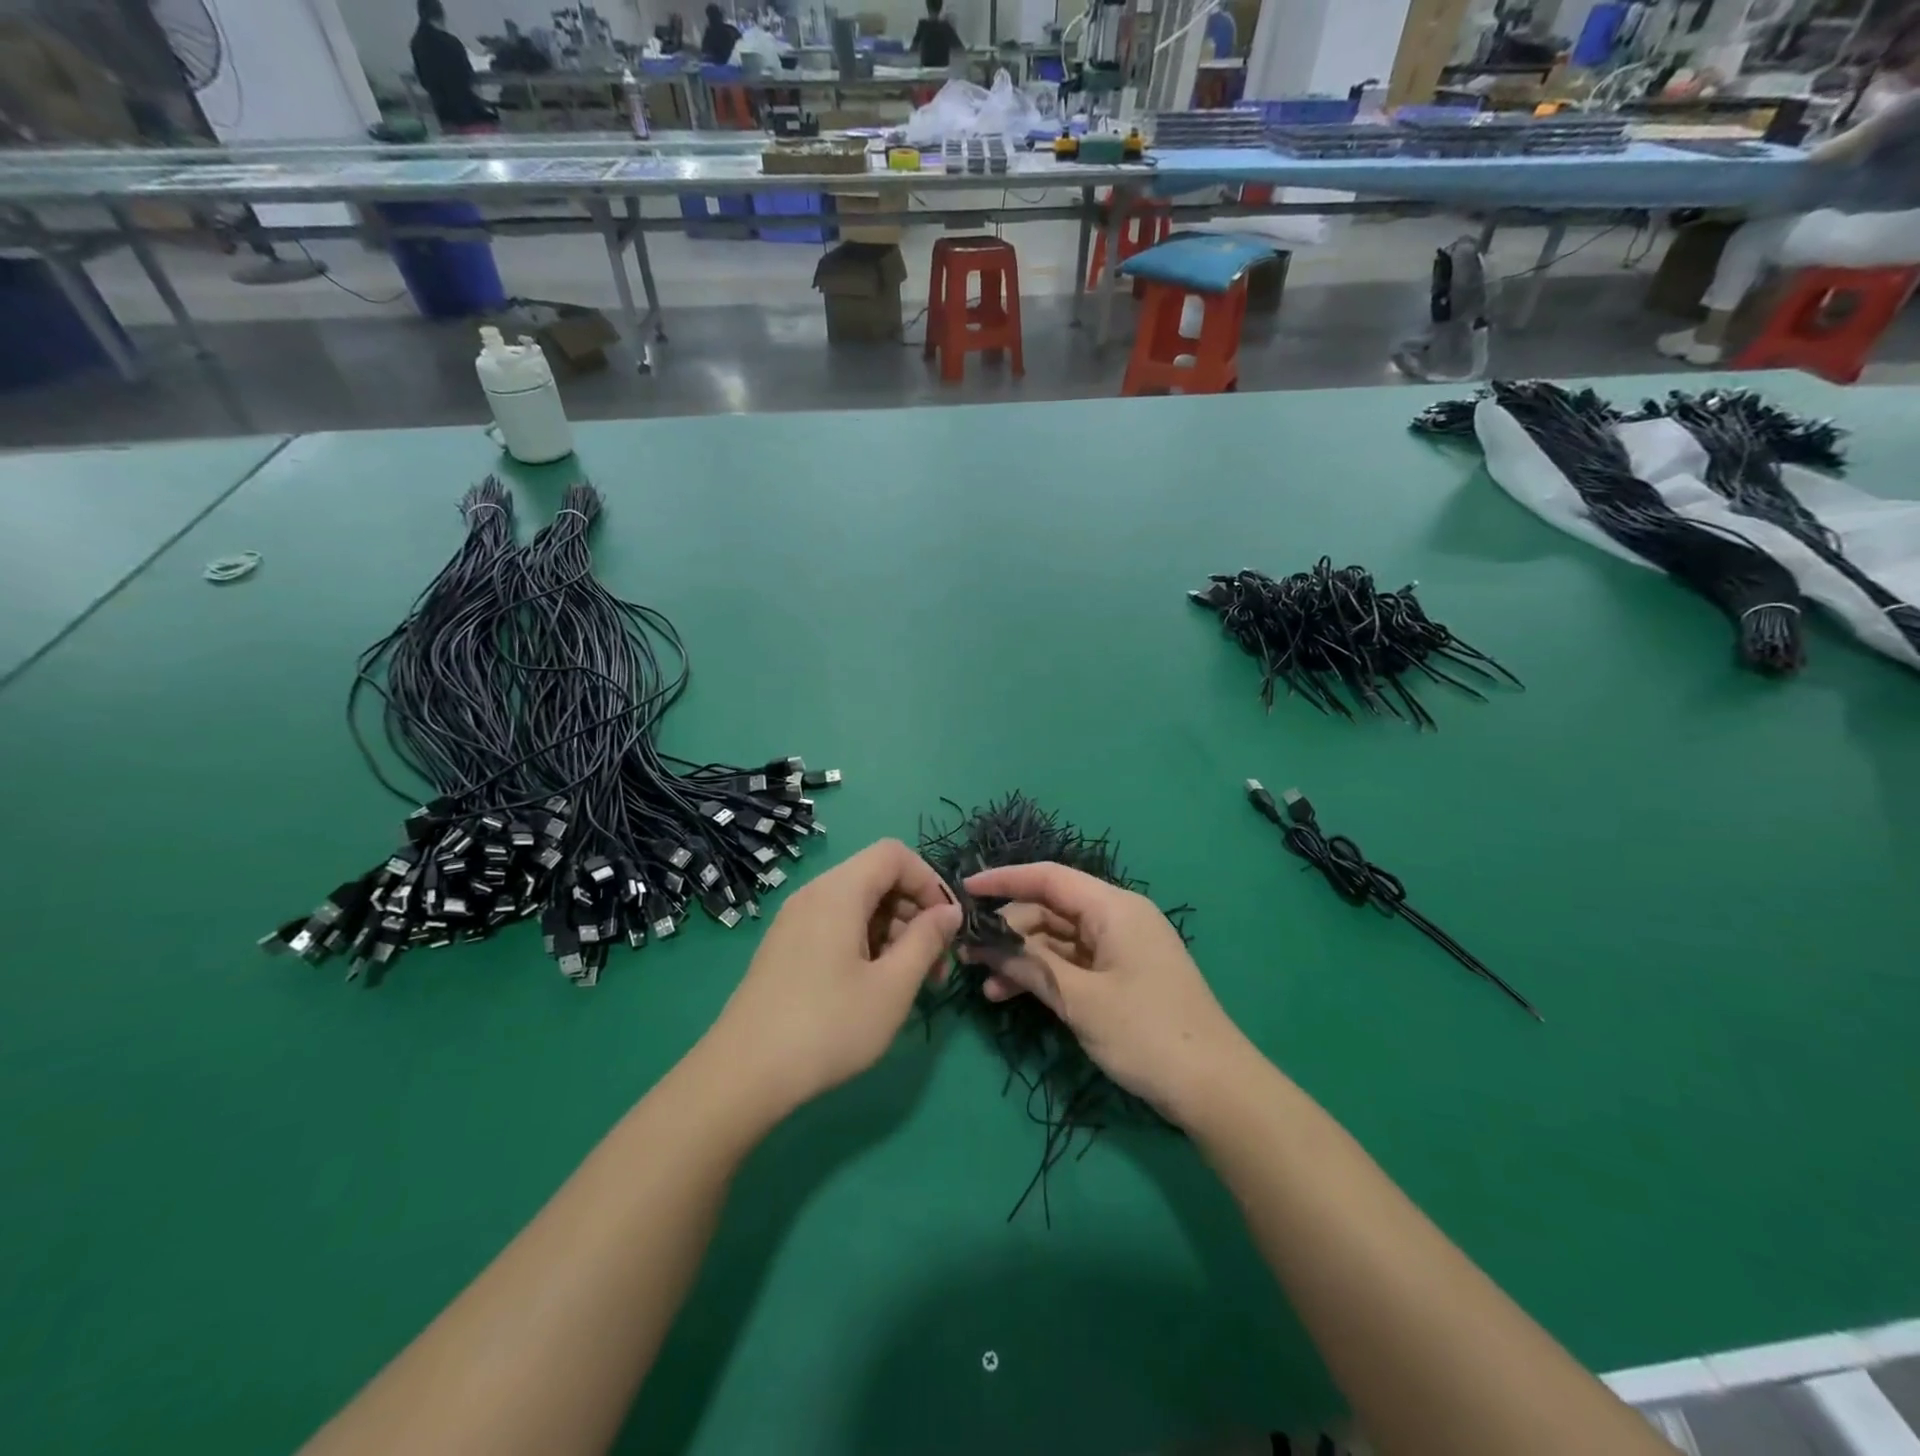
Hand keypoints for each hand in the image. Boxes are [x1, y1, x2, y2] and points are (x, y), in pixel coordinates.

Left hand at [711, 839, 960, 1116]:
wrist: (743, 1075)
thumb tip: (950, 912)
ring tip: (912, 984)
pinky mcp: (786, 948)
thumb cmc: (828, 1026)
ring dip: (894, 932)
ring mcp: (795, 921)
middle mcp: (814, 895)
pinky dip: (866, 943)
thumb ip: (926, 941)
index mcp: (839, 891)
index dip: (929, 881)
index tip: (947, 926)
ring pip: (859, 905)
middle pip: (877, 878)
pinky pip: (837, 926)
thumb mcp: (892, 986)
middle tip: (936, 965)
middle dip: (915, 912)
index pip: (894, 854)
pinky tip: (875, 987)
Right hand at [963, 862, 1252, 1126]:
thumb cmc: (1146, 1032)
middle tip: (967, 955)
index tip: (964, 890)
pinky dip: (1044, 975)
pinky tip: (1011, 995)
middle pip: (1050, 910)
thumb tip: (983, 942)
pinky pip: (1073, 963)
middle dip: (1009, 931)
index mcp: (1114, 908)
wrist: (1215, 1089)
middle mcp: (1117, 919)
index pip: (1049, 877)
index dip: (1004, 880)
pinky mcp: (1121, 977)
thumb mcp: (1080, 999)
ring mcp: (1120, 949)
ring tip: (984, 986)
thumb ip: (1029, 965)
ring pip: (1058, 940)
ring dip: (1023, 958)